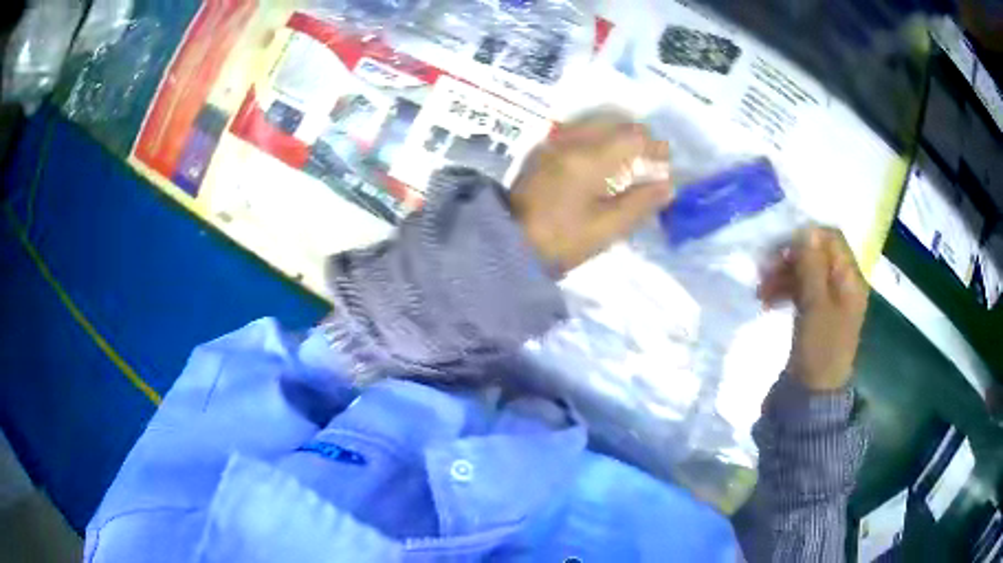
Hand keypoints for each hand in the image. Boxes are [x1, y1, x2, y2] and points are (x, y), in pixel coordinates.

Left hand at [510, 119, 674, 274]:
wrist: (507, 243)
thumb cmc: (561, 241)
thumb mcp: (606, 229)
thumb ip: (640, 204)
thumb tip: (667, 186)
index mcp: (588, 159)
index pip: (632, 137)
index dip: (655, 146)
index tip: (667, 160)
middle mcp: (570, 141)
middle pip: (613, 122)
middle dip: (637, 135)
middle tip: (652, 155)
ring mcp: (553, 143)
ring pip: (594, 123)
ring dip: (617, 133)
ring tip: (631, 154)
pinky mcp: (542, 151)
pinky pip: (578, 131)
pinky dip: (598, 136)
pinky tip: (603, 156)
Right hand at [758, 227, 868, 391]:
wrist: (812, 395)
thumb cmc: (820, 350)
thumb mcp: (816, 305)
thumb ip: (812, 266)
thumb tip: (805, 229)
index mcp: (850, 279)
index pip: (831, 239)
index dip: (806, 237)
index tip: (779, 247)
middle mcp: (842, 284)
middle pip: (816, 253)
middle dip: (790, 257)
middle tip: (764, 270)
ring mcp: (829, 299)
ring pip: (805, 271)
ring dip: (783, 274)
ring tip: (760, 290)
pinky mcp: (815, 312)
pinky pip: (800, 289)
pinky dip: (784, 289)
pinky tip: (767, 300)